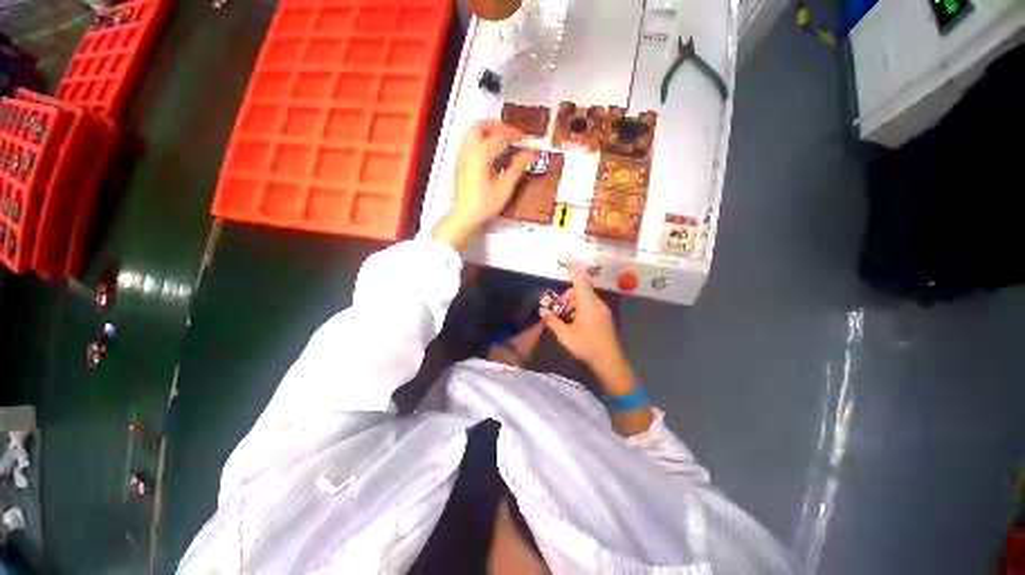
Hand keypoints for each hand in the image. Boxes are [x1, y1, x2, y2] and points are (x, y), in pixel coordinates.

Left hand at [433, 120, 533, 249]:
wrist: (464, 216)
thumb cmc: (482, 205)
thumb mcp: (505, 187)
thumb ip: (518, 168)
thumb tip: (529, 154)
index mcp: (480, 155)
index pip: (499, 136)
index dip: (514, 135)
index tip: (524, 139)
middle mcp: (468, 151)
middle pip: (481, 125)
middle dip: (498, 125)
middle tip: (511, 133)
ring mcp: (461, 156)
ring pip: (472, 131)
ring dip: (488, 130)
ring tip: (502, 140)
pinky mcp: (459, 163)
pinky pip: (468, 142)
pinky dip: (480, 139)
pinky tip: (490, 152)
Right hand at [539, 264, 635, 393]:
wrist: (610, 362)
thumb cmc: (587, 347)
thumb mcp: (565, 336)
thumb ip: (553, 321)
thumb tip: (542, 311)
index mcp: (588, 305)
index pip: (580, 280)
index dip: (574, 268)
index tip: (567, 258)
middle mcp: (597, 304)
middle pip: (581, 290)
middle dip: (567, 296)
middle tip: (557, 309)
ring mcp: (602, 310)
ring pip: (585, 298)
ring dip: (572, 303)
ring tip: (565, 319)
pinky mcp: (604, 317)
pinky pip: (590, 305)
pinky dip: (580, 308)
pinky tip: (574, 322)